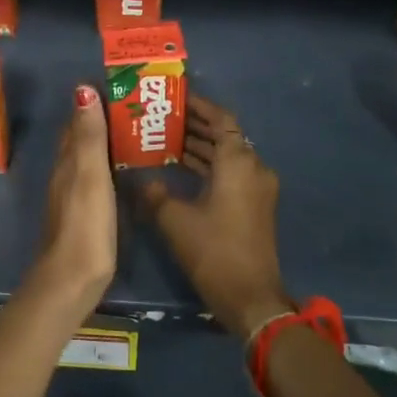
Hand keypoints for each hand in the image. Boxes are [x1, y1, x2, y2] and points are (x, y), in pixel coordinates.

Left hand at [27, 84, 116, 306]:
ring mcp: (72, 197)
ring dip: (105, 144)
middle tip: (133, 106)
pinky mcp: (83, 217)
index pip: (76, 123)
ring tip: (135, 132)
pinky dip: (107, 167)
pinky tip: (123, 171)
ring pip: (87, 160)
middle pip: (80, 140)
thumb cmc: (85, 224)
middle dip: (100, 121)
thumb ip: (89, 136)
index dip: (92, 104)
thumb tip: (82, 89)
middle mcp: (65, 175)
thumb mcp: (90, 175)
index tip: (117, 87)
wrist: (72, 280)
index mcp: (67, 162)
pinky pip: (94, 180)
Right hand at [142, 94, 290, 340]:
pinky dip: (209, 166)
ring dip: (201, 147)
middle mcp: (254, 168)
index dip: (199, 106)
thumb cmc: (214, 252)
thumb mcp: (175, 220)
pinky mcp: (255, 206)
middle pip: (225, 135)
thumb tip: (139, 177)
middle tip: (161, 119)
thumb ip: (155, 193)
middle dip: (195, 126)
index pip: (221, 119)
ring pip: (228, 156)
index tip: (175, 98)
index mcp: (239, 163)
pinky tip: (180, 170)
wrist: (251, 298)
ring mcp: (258, 188)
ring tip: (165, 140)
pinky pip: (231, 174)